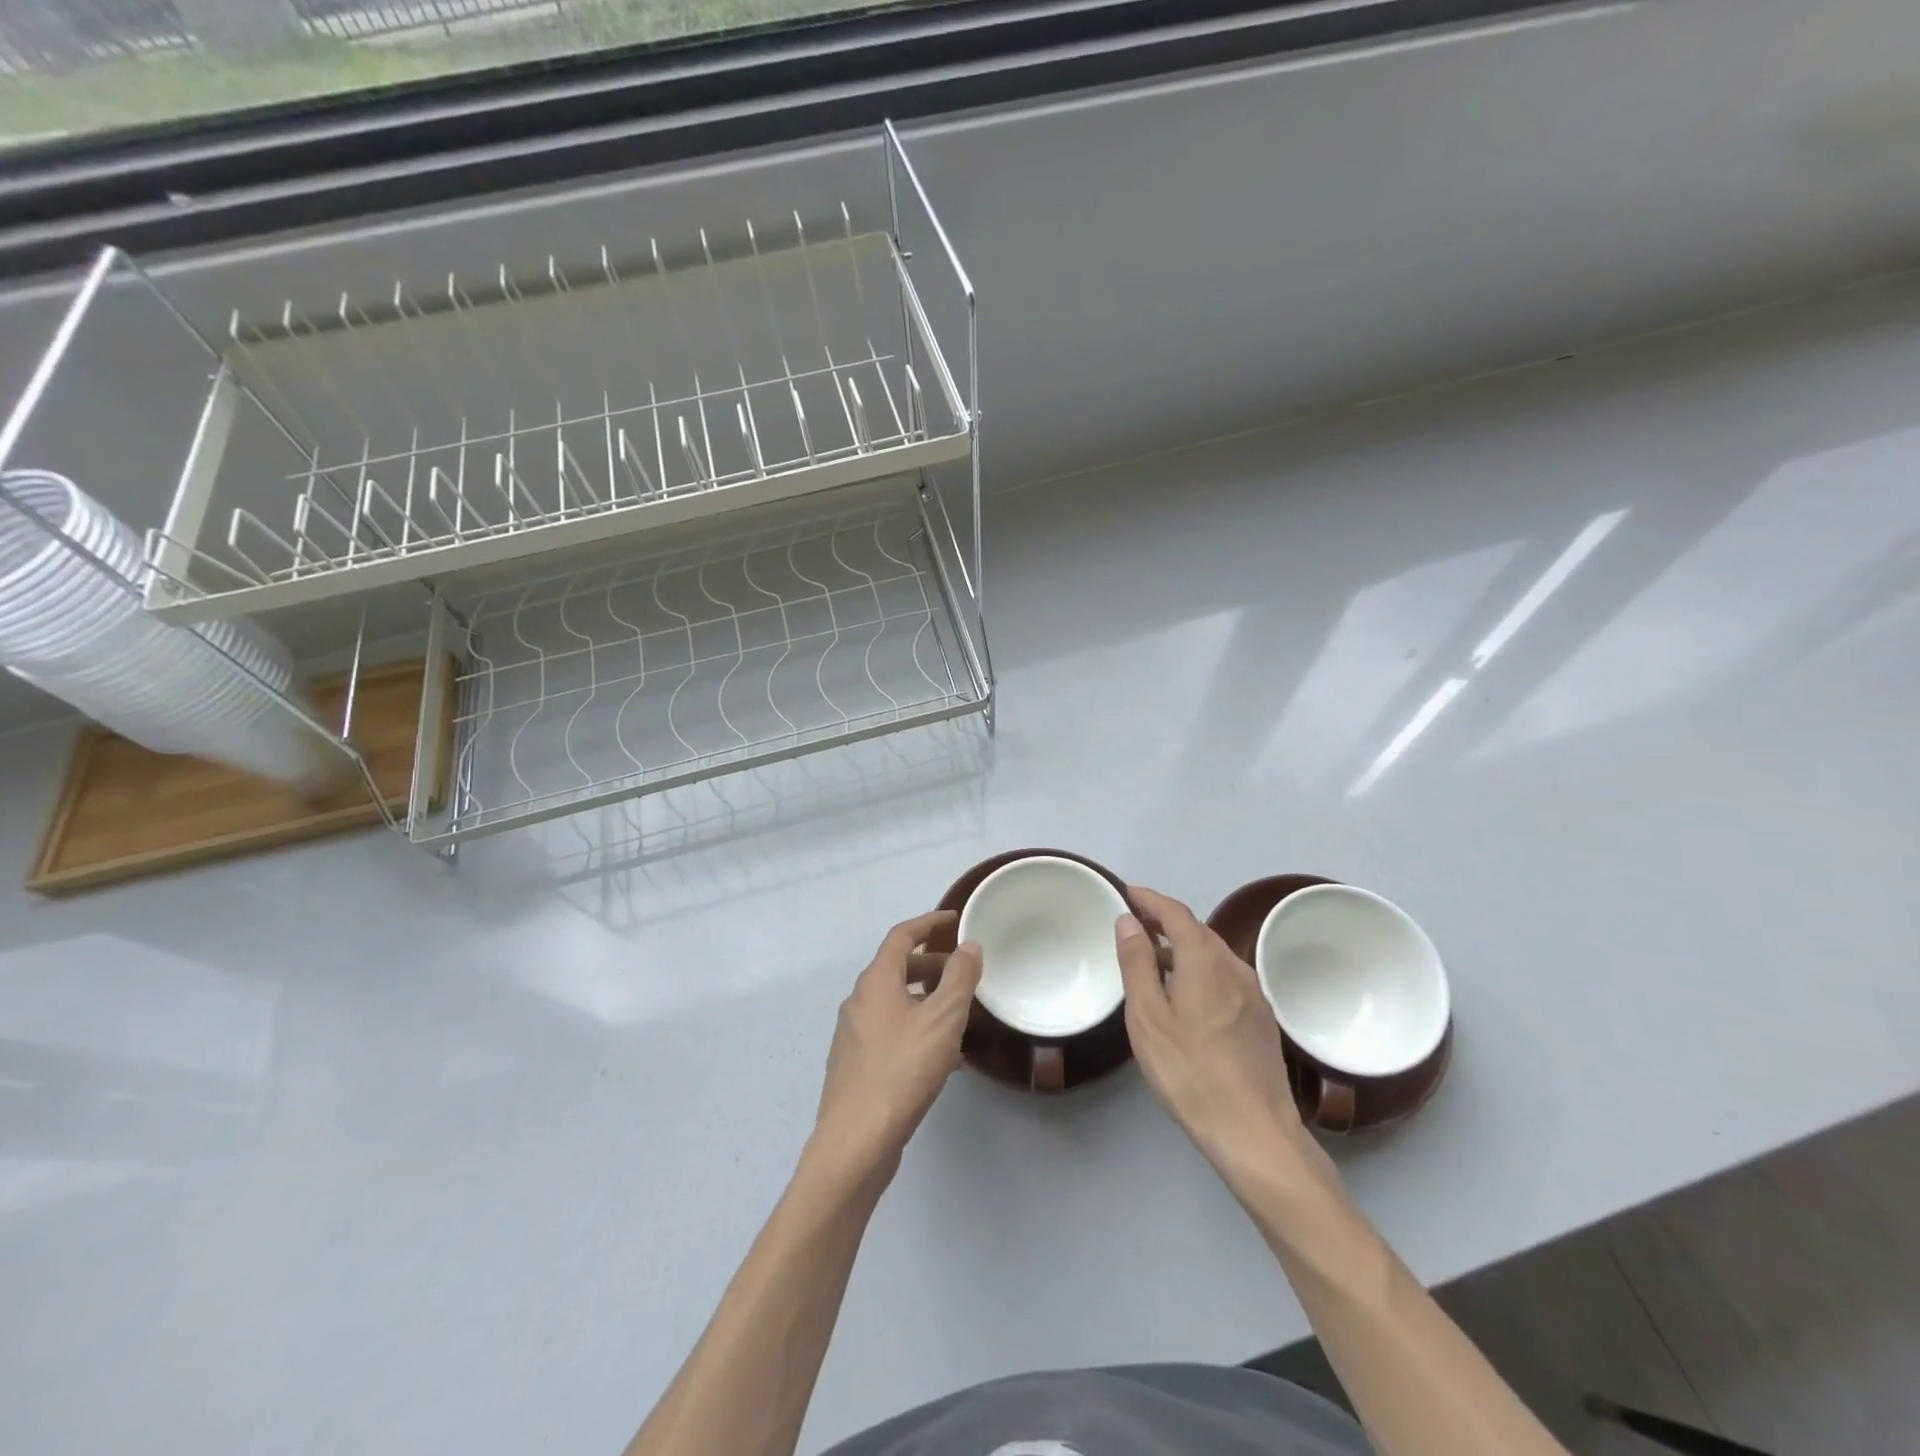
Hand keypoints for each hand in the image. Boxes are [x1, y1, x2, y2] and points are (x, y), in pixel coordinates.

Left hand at [813, 911, 981, 1182]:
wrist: (856, 1140)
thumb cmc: (902, 1070)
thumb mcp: (942, 1019)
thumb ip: (959, 978)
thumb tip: (968, 945)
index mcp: (876, 981)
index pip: (902, 936)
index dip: (929, 923)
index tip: (954, 920)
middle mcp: (859, 1001)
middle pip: (896, 968)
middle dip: (931, 964)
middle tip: (963, 971)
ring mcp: (853, 1034)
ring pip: (894, 1002)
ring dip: (925, 998)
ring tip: (958, 1013)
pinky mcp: (856, 1065)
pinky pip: (890, 1031)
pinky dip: (916, 1027)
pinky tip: (940, 1054)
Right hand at [1117, 886, 1320, 1177]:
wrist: (1255, 1132)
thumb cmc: (1190, 1071)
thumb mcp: (1148, 1017)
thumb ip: (1137, 964)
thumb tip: (1129, 920)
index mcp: (1205, 960)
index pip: (1176, 913)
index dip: (1150, 899)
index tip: (1127, 893)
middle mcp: (1234, 966)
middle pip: (1197, 930)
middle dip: (1165, 920)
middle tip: (1134, 923)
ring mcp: (1253, 993)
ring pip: (1213, 954)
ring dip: (1182, 946)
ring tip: (1153, 958)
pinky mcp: (1261, 1018)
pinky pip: (1225, 976)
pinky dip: (1199, 968)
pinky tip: (1185, 992)